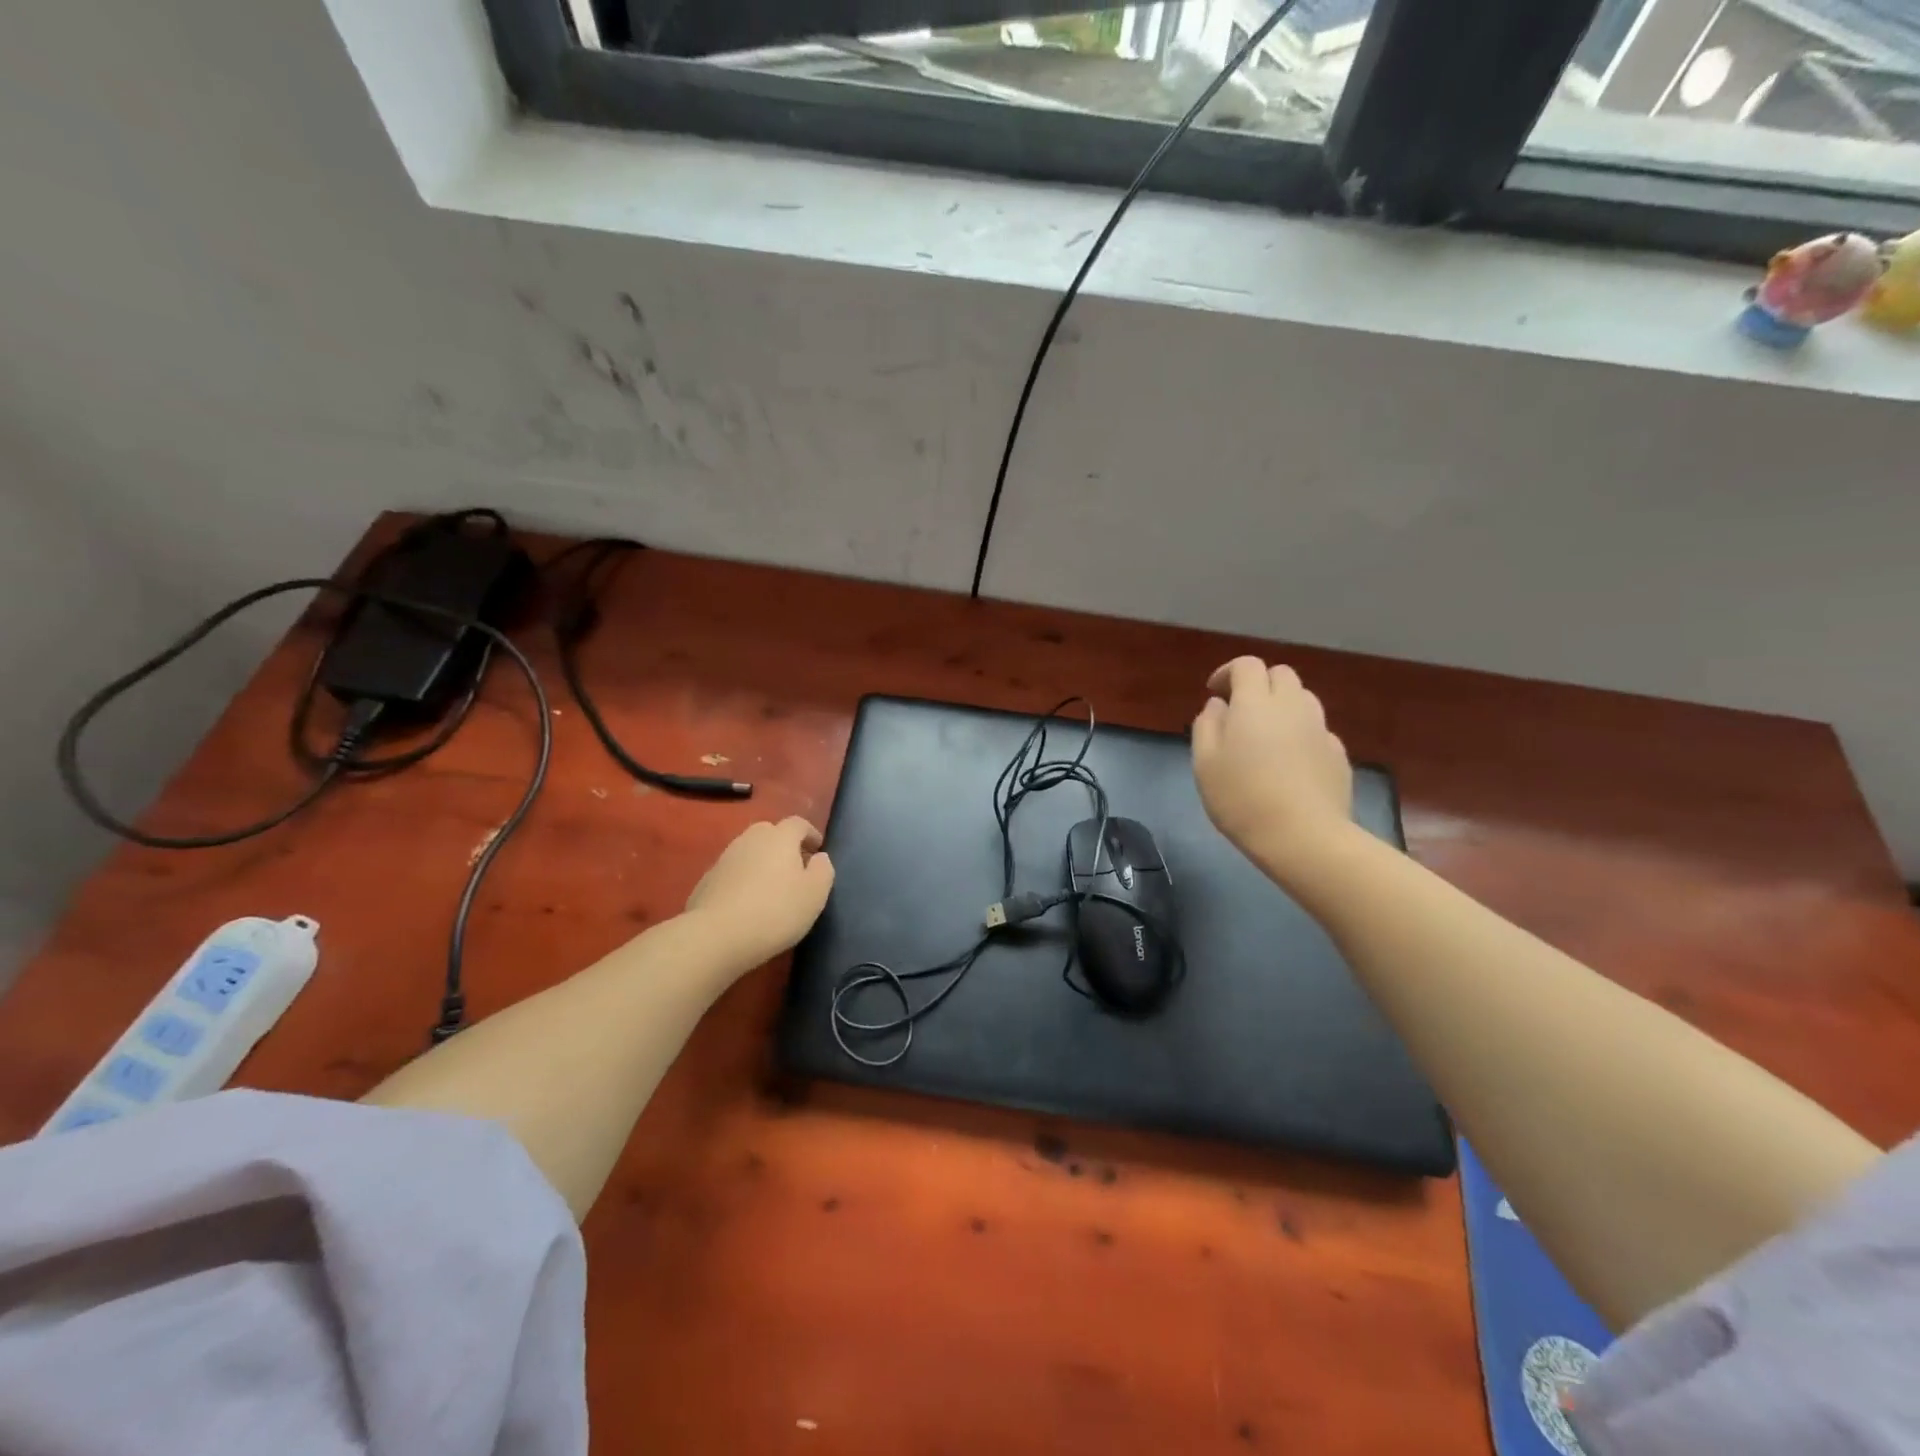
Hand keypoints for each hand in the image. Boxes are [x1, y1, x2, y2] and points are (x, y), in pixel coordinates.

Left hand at [685, 817, 835, 970]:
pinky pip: (733, 872)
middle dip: (784, 845)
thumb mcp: (815, 894)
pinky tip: (747, 903)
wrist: (716, 936)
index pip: (798, 823)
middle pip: (770, 833)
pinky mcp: (706, 880)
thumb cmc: (776, 911)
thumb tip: (819, 857)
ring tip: (771, 888)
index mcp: (779, 837)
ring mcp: (725, 859)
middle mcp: (750, 839)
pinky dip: (743, 880)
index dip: (811, 834)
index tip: (818, 850)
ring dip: (762, 863)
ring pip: (749, 852)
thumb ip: (823, 870)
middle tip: (795, 868)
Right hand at [1192, 658, 1353, 887]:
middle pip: (1281, 674)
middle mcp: (1292, 706)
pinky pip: (1317, 730)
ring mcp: (1320, 729)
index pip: (1247, 666)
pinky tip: (1289, 762)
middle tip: (1240, 710)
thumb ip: (1207, 726)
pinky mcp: (1338, 754)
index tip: (1214, 692)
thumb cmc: (1242, 798)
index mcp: (1255, 704)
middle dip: (1259, 683)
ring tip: (1265, 735)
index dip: (1228, 672)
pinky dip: (1300, 733)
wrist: (1303, 837)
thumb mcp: (1205, 763)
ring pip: (1303, 699)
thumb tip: (1218, 705)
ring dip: (1282, 706)